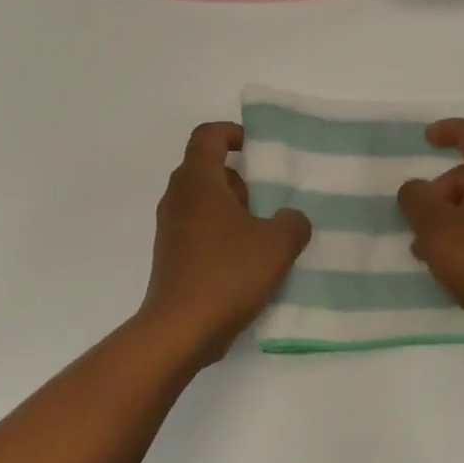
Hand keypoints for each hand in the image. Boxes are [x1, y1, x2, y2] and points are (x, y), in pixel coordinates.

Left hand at [139, 122, 311, 362]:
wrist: (180, 330)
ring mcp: (171, 229)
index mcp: (198, 182)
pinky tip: (247, 262)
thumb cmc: (228, 274)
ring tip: (263, 235)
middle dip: (239, 179)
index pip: (207, 136)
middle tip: (267, 199)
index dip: (231, 132)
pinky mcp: (171, 256)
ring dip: (232, 210)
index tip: (255, 147)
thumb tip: (289, 219)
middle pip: (206, 170)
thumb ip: (292, 223)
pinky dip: (221, 234)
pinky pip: (198, 230)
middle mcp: (178, 199)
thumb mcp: (277, 244)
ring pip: (203, 202)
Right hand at [397, 119, 463, 358]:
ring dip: (446, 221)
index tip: (426, 139)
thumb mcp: (435, 227)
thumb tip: (415, 189)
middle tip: (416, 222)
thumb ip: (416, 199)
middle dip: (438, 192)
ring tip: (423, 252)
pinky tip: (447, 270)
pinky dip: (462, 241)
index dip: (449, 130)